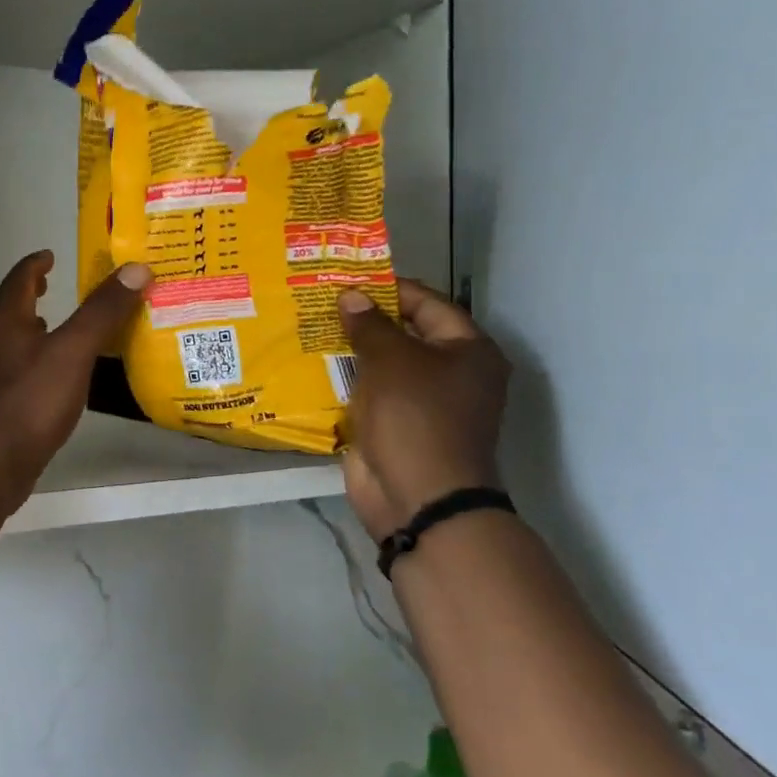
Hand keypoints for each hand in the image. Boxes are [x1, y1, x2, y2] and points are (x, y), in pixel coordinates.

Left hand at [0, 251, 151, 510]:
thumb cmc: (30, 401)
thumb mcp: (73, 351)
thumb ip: (102, 311)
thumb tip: (135, 268)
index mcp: (6, 323)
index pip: (18, 281)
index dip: (35, 265)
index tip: (49, 254)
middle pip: (13, 309)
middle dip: (34, 295)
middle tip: (56, 285)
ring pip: (16, 341)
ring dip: (37, 328)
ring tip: (63, 327)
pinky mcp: (0, 406)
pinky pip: (23, 369)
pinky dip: (41, 359)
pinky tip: (60, 376)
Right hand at [337, 278, 510, 541]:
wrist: (418, 498)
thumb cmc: (416, 417)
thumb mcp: (392, 360)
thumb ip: (370, 324)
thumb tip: (351, 297)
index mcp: (467, 351)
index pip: (427, 303)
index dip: (389, 288)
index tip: (348, 277)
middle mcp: (451, 373)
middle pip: (404, 333)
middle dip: (365, 319)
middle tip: (323, 298)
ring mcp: (422, 402)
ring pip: (383, 364)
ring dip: (351, 349)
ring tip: (310, 324)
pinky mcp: (395, 426)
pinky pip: (369, 393)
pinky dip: (346, 380)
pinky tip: (312, 364)